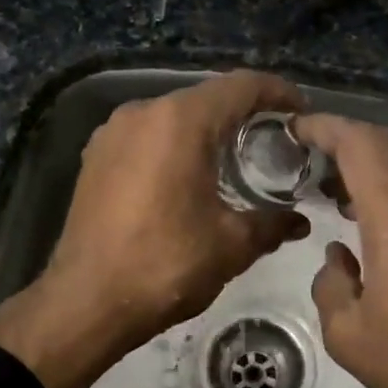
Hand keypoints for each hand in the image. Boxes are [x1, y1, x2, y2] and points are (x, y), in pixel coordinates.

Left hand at [0, 71, 309, 387]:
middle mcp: (143, 112)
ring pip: (173, 117)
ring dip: (207, 131)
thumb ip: (271, 224)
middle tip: (275, 141)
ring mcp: (112, 132)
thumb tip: (299, 222)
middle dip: (244, 114)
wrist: (85, 301)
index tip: (302, 112)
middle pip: (206, 98)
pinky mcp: (94, 156)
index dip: (278, 93)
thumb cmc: (164, 265)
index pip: (241, 86)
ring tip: (234, 160)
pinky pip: (147, 136)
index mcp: (180, 121)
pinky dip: (175, 146)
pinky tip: (188, 177)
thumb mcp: (230, 245)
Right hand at [291, 113, 387, 387]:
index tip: (296, 128)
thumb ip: (331, 284)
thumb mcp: (349, 336)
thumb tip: (339, 258)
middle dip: (346, 137)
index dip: (325, 127)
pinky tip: (377, 215)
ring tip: (337, 187)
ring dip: (373, 161)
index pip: (361, 145)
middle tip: (310, 155)